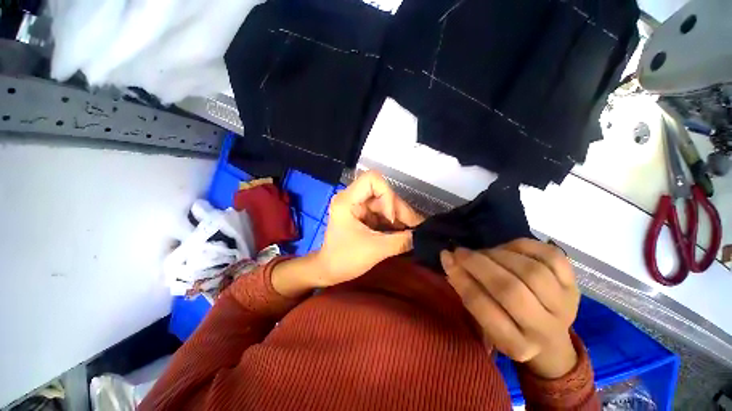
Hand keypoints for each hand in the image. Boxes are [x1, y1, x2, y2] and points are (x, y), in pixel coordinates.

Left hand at [313, 171, 423, 286]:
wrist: (329, 271)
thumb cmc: (345, 260)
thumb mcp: (374, 250)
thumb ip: (400, 241)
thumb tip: (421, 237)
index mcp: (348, 200)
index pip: (372, 179)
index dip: (387, 195)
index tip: (391, 218)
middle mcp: (353, 198)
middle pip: (383, 193)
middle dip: (399, 211)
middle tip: (414, 229)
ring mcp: (359, 206)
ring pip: (386, 204)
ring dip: (400, 218)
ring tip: (411, 233)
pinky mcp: (364, 215)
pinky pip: (383, 213)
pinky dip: (394, 223)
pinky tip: (403, 234)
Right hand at [440, 239, 580, 378]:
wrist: (550, 341)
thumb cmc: (508, 329)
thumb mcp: (483, 321)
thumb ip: (466, 289)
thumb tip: (447, 257)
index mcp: (516, 345)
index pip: (484, 309)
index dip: (462, 279)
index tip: (447, 259)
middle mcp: (544, 330)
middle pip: (511, 290)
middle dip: (479, 264)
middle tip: (461, 251)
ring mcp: (565, 306)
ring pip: (531, 271)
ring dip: (500, 255)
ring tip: (485, 253)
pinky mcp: (574, 285)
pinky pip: (551, 256)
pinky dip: (524, 246)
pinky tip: (508, 248)